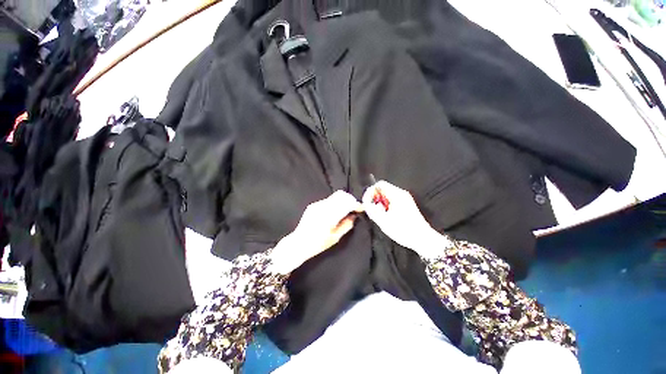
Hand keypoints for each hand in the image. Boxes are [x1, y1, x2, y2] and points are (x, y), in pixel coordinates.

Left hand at [269, 191, 362, 273]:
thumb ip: (347, 225)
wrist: (299, 243)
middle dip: (350, 200)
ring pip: (335, 196)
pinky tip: (334, 212)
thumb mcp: (336, 237)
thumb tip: (354, 215)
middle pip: (341, 195)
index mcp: (329, 216)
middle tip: (354, 208)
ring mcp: (317, 204)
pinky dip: (335, 203)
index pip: (347, 203)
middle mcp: (323, 206)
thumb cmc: (318, 244)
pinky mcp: (313, 205)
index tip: (361, 208)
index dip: (356, 204)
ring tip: (345, 210)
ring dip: (343, 200)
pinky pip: (328, 200)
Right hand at [362, 181, 447, 257]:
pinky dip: (386, 206)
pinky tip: (386, 216)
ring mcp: (405, 199)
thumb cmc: (403, 230)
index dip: (370, 192)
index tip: (366, 202)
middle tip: (371, 209)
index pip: (379, 185)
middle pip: (383, 189)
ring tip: (378, 214)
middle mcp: (401, 194)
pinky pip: (392, 200)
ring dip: (379, 203)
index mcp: (396, 195)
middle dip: (374, 198)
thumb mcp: (383, 221)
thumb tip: (366, 204)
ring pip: (386, 195)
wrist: (423, 239)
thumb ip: (372, 210)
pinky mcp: (406, 205)